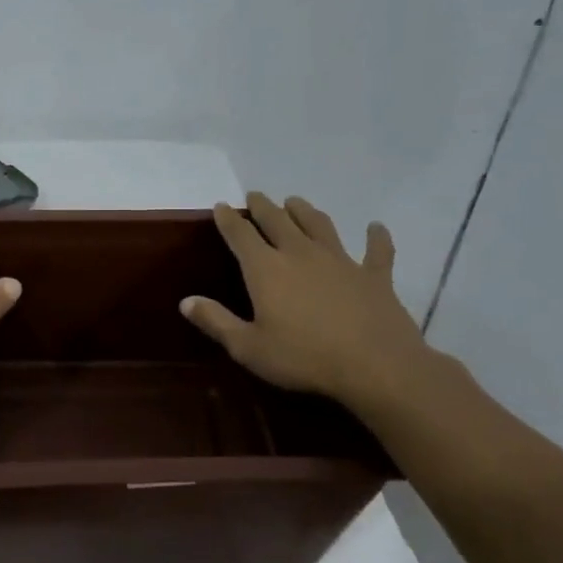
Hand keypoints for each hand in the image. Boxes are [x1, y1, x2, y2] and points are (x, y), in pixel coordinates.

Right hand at [181, 193, 434, 415]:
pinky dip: (376, 237)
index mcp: (266, 269)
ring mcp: (340, 261)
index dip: (228, 219)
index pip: (240, 235)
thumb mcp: (249, 347)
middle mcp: (300, 254)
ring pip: (319, 225)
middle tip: (255, 196)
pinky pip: (376, 250)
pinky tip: (376, 227)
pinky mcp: (374, 275)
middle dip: (263, 207)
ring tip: (295, 202)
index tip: (220, 206)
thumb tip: (186, 301)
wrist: (376, 366)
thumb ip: (216, 322)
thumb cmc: (304, 358)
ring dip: (305, 211)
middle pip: (277, 221)